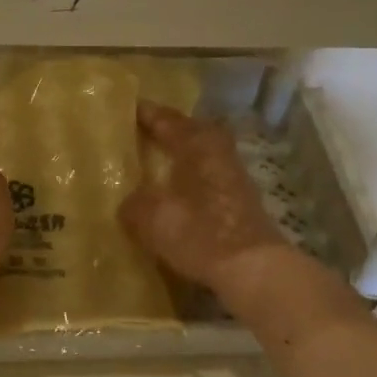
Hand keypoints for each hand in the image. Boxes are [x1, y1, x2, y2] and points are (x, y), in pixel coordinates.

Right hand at [120, 102, 291, 295]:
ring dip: (179, 156)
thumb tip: (129, 202)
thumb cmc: (199, 232)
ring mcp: (233, 174)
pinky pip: (206, 176)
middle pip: (188, 131)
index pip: (164, 118)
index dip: (143, 113)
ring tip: (152, 164)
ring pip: (199, 154)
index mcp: (196, 142)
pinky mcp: (239, 199)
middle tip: (138, 134)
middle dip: (165, 132)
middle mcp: (217, 150)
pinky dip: (189, 178)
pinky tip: (174, 193)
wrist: (252, 269)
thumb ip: (133, 203)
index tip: (124, 108)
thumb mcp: (150, 217)